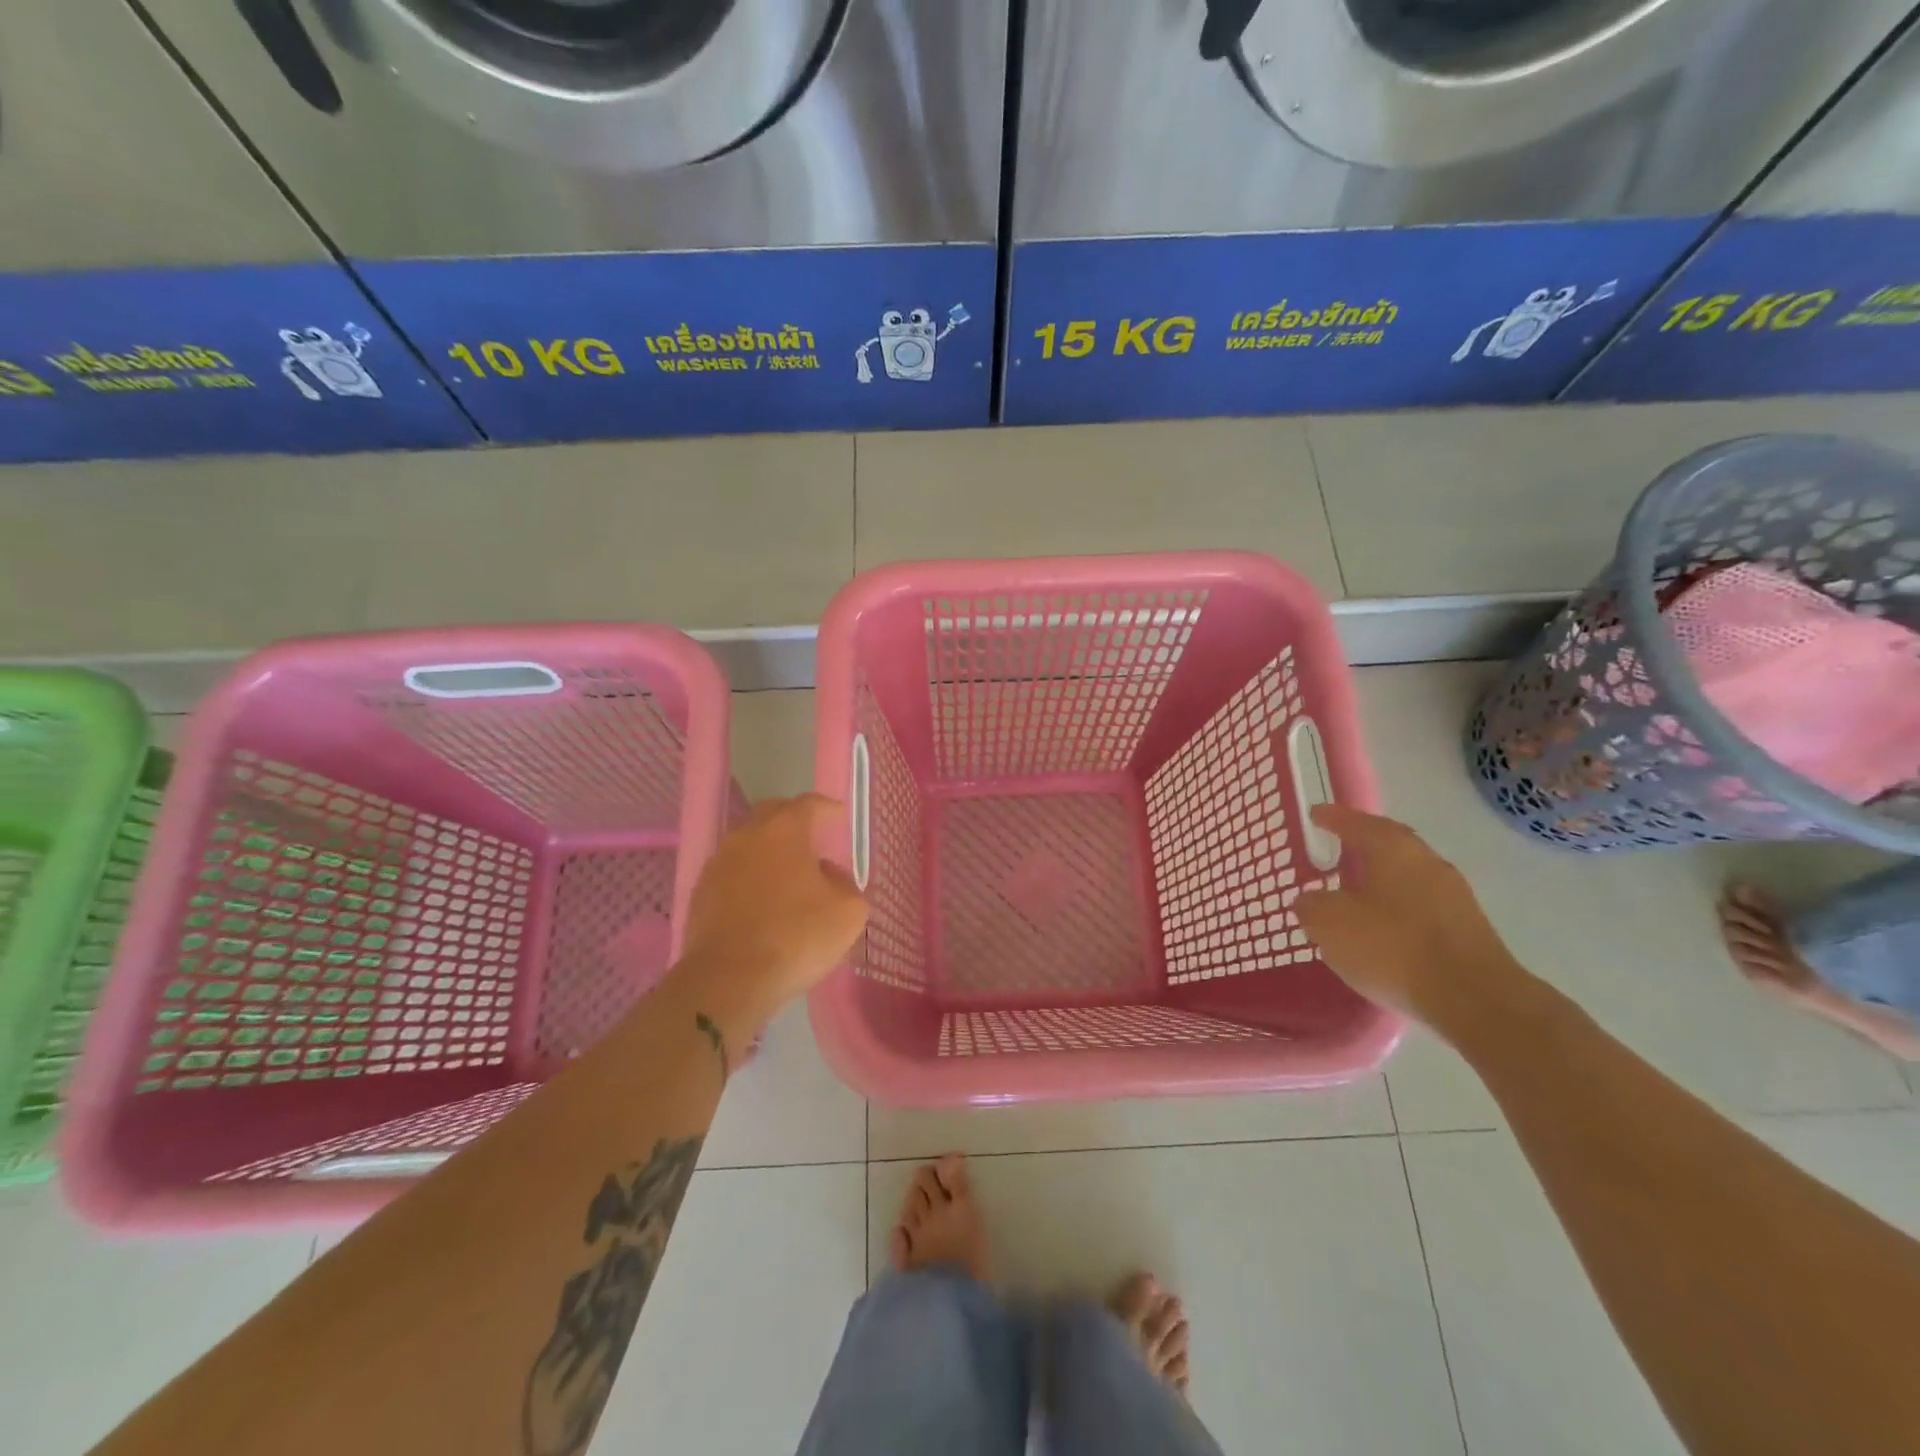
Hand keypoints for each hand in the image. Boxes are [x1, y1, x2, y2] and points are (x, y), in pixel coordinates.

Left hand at [672, 795, 868, 1029]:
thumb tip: (828, 875)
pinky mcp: (700, 892)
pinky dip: (749, 876)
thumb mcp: (849, 912)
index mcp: (785, 829)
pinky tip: (761, 900)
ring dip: (768, 850)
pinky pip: (732, 871)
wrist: (728, 980)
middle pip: (772, 814)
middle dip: (794, 821)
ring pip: (748, 843)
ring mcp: (718, 862)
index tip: (838, 816)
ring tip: (786, 873)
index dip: (827, 809)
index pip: (809, 804)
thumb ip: (846, 883)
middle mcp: (747, 835)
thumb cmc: (796, 937)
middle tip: (812, 839)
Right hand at [1294, 804, 1526, 1025]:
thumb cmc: (1392, 947)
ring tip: (1353, 894)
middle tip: (1335, 850)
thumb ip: (1312, 905)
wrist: (1475, 1000)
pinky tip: (1381, 931)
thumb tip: (1309, 900)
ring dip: (1380, 881)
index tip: (1315, 814)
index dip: (1332, 818)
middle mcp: (1427, 861)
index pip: (1357, 822)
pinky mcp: (1467, 929)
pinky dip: (1397, 910)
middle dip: (1361, 846)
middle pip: (1389, 845)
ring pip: (1406, 877)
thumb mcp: (1330, 924)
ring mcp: (1454, 895)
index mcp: (1393, 848)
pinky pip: (1420, 907)